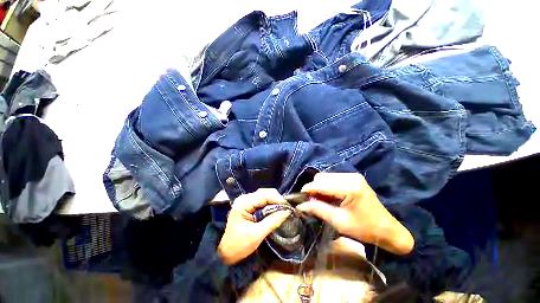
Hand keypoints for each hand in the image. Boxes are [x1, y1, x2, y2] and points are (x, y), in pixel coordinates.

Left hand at [218, 188, 290, 264]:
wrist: (225, 252)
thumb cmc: (239, 245)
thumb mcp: (257, 234)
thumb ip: (273, 221)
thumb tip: (287, 212)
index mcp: (244, 203)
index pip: (264, 195)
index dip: (277, 199)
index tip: (288, 207)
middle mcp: (245, 198)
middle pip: (264, 193)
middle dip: (276, 199)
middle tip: (285, 209)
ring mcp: (246, 201)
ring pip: (264, 195)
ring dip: (274, 202)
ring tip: (281, 210)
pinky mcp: (248, 205)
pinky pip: (261, 201)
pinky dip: (269, 204)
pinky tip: (274, 210)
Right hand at [296, 173, 413, 254]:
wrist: (387, 228)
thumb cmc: (364, 228)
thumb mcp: (338, 222)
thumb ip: (318, 209)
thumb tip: (300, 205)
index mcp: (349, 187)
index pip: (320, 184)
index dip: (307, 190)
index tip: (299, 198)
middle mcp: (350, 176)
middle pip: (321, 177)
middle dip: (313, 189)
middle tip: (312, 202)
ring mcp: (352, 175)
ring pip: (325, 176)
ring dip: (319, 187)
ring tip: (321, 200)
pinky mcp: (352, 177)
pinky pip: (332, 178)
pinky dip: (326, 186)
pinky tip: (329, 196)